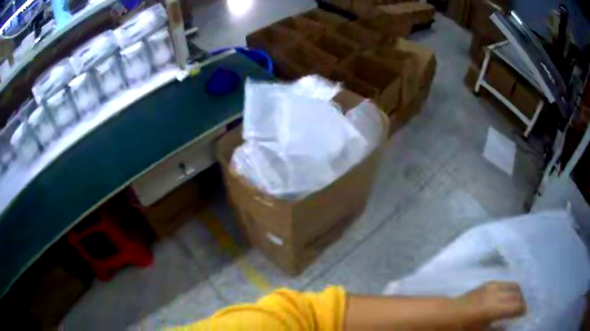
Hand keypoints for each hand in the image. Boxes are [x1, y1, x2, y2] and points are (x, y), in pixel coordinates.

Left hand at [457, 281, 525, 324]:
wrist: (446, 314)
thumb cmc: (461, 327)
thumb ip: (495, 330)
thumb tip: (508, 327)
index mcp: (493, 309)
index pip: (516, 306)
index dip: (523, 310)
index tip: (525, 314)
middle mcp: (495, 294)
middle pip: (517, 294)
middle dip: (522, 301)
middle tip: (522, 310)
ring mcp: (492, 285)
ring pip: (514, 285)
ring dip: (518, 293)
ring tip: (517, 303)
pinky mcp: (488, 282)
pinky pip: (506, 282)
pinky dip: (511, 288)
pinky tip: (509, 296)